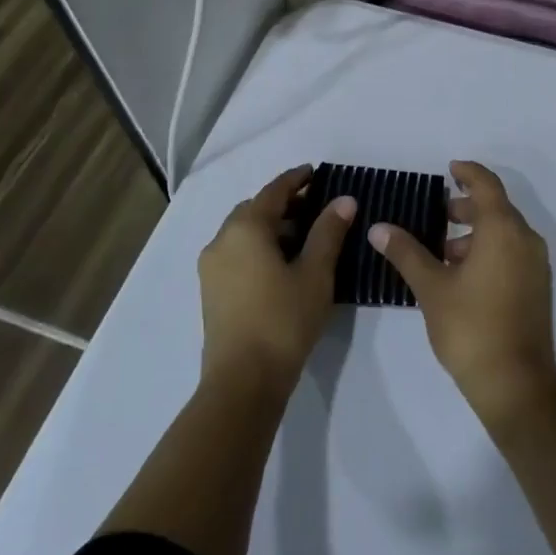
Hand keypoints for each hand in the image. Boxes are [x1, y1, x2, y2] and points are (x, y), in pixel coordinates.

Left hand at [198, 166, 354, 389]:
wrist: (243, 382)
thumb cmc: (283, 320)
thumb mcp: (315, 273)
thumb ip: (328, 231)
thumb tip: (344, 200)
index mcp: (246, 228)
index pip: (274, 191)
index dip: (296, 179)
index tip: (315, 172)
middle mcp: (222, 240)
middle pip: (254, 209)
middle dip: (283, 204)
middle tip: (314, 207)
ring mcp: (212, 267)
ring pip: (243, 232)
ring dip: (271, 226)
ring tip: (303, 237)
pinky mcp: (211, 291)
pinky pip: (236, 252)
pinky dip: (258, 246)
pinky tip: (282, 264)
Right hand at [369, 161, 555, 428]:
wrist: (516, 383)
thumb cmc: (470, 327)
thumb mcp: (431, 287)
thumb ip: (406, 252)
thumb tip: (379, 227)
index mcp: (503, 230)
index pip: (487, 185)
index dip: (468, 172)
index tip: (449, 169)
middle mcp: (526, 239)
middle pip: (497, 208)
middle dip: (467, 206)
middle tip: (438, 214)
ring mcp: (536, 265)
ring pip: (505, 232)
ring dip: (476, 232)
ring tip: (443, 251)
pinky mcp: (538, 287)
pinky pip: (513, 252)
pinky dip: (490, 250)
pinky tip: (462, 275)